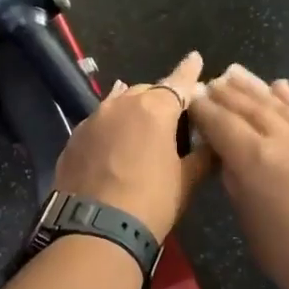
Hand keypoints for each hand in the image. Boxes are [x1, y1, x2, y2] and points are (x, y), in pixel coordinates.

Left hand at [53, 52, 209, 239]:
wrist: (95, 230)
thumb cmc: (151, 202)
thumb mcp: (186, 181)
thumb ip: (202, 156)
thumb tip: (214, 144)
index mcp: (155, 109)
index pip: (179, 82)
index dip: (189, 71)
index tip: (195, 58)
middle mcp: (121, 105)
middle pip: (147, 91)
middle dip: (160, 97)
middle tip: (172, 114)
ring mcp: (93, 120)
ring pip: (118, 104)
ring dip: (132, 109)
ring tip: (141, 120)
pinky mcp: (73, 140)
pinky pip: (98, 124)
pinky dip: (110, 128)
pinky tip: (114, 141)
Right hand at [190, 65, 288, 288]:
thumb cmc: (287, 256)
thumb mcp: (248, 220)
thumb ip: (235, 181)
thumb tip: (228, 157)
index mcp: (253, 157)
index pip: (220, 122)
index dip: (202, 108)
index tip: (190, 97)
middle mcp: (281, 137)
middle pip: (247, 105)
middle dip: (225, 92)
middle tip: (208, 82)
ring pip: (277, 103)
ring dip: (253, 87)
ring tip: (235, 73)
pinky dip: (288, 98)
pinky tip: (278, 86)